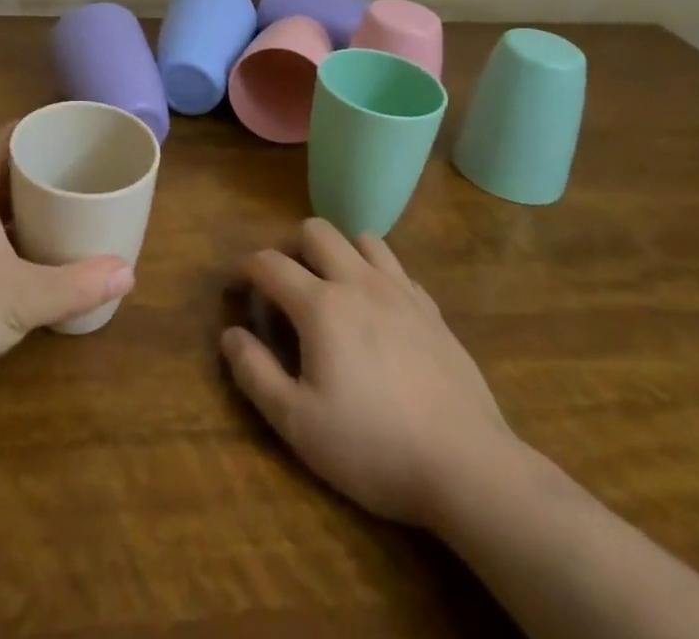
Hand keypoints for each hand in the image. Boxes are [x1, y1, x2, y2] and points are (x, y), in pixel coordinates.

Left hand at [0, 123, 134, 413]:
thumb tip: (128, 274)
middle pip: (3, 172)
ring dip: (27, 211)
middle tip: (88, 173)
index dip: (43, 128)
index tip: (81, 130)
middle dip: (43, 172)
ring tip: (71, 213)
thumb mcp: (22, 297)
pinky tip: (38, 261)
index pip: (9, 137)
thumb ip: (77, 285)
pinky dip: (11, 242)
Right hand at [220, 218, 526, 530]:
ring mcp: (401, 292)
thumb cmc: (374, 447)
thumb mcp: (299, 423)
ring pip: (362, 239)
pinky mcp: (433, 311)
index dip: (243, 269)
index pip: (268, 263)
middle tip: (283, 285)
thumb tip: (230, 335)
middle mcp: (358, 282)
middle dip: (289, 247)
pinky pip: (397, 269)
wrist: (468, 467)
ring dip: (338, 253)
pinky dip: (376, 275)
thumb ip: (256, 373)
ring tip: (331, 289)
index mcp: (321, 305)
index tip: (234, 288)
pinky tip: (377, 311)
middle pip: (315, 231)